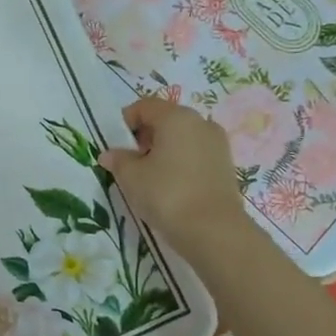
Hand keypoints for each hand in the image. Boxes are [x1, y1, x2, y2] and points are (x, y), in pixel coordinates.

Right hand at [97, 97, 251, 259]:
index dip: (126, 121)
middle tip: (132, 161)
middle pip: (165, 119)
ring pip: (182, 137)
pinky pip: (196, 153)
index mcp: (176, 117)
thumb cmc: (166, 194)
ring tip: (152, 176)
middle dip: (145, 135)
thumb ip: (118, 160)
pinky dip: (180, 161)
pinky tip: (172, 185)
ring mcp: (217, 143)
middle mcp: (200, 122)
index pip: (144, 106)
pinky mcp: (226, 164)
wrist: (213, 230)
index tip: (117, 145)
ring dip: (164, 149)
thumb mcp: (131, 177)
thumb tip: (110, 155)